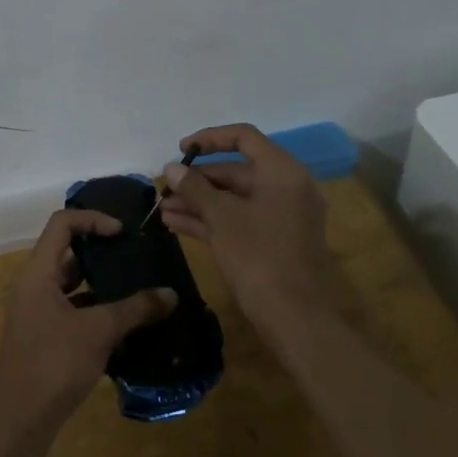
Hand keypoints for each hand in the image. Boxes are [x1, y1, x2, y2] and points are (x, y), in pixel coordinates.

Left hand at [0, 209, 175, 441]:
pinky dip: (94, 310)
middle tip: (133, 258)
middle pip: (66, 252)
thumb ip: (135, 309)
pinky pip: (70, 309)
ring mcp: (35, 312)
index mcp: (37, 272)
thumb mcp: (100, 332)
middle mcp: (32, 285)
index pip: (62, 223)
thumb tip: (171, 295)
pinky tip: (123, 325)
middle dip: (101, 253)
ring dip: (100, 284)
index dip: (93, 220)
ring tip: (135, 289)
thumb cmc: (55, 363)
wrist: (21, 422)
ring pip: (70, 284)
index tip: (123, 233)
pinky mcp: (41, 336)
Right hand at [160, 122, 333, 327]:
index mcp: (282, 172)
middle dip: (197, 180)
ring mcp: (281, 217)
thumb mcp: (221, 217)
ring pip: (234, 199)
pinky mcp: (274, 242)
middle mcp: (286, 188)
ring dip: (198, 202)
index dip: (209, 138)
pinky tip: (176, 225)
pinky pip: (239, 219)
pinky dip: (211, 220)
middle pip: (236, 171)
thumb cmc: (258, 256)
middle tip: (165, 188)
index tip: (181, 150)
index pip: (243, 137)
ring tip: (162, 209)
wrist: (295, 318)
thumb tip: (171, 168)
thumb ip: (194, 187)